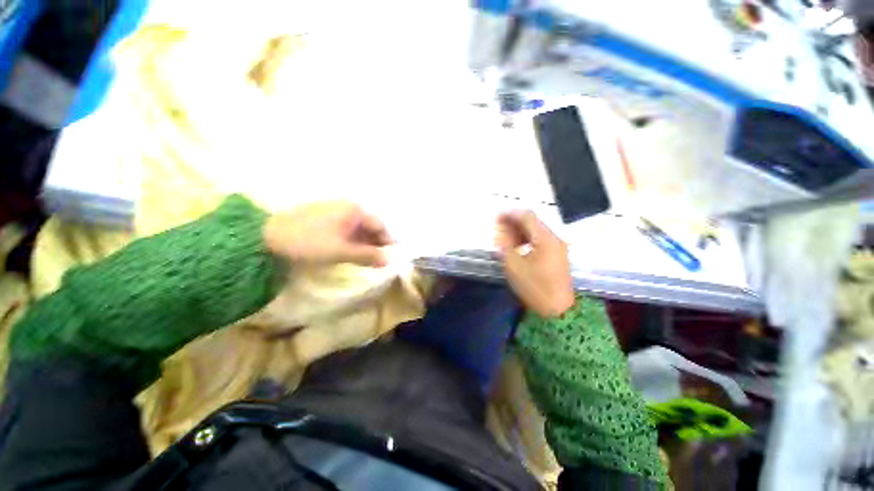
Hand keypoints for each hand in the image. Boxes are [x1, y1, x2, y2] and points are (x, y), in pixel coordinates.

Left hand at [264, 202, 391, 266]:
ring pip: (356, 228)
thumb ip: (368, 256)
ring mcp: (333, 210)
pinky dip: (350, 240)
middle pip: (368, 226)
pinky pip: (344, 228)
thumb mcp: (342, 252)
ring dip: (362, 243)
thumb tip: (388, 261)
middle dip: (374, 243)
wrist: (268, 236)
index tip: (390, 256)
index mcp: (355, 211)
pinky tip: (348, 251)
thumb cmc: (311, 242)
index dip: (386, 241)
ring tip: (364, 258)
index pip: (379, 226)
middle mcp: (347, 207)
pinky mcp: (322, 217)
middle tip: (377, 260)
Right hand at [495, 211, 575, 317]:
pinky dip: (526, 240)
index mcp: (545, 239)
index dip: (510, 214)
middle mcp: (554, 238)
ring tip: (503, 237)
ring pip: (535, 231)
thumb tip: (500, 230)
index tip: (496, 216)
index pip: (527, 217)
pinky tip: (516, 246)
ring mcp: (557, 247)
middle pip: (532, 222)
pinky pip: (539, 241)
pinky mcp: (556, 255)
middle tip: (497, 227)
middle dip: (513, 222)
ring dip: (519, 231)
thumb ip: (505, 245)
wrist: (558, 310)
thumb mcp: (514, 266)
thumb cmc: (535, 287)